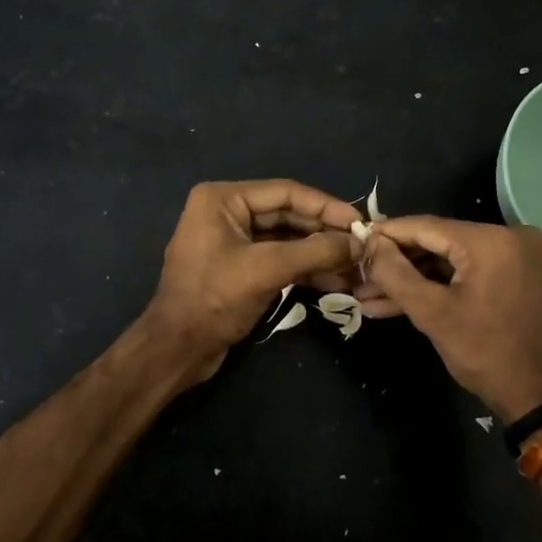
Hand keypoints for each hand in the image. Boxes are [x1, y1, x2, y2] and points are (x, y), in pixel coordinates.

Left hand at [145, 180, 361, 377]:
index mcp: (223, 199)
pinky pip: (279, 260)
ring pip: (287, 240)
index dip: (326, 206)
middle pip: (288, 214)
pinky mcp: (240, 268)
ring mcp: (233, 241)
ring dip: (320, 253)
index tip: (361, 222)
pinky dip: (306, 269)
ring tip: (357, 267)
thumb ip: (315, 252)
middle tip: (363, 246)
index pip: (286, 192)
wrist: (177, 349)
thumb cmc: (214, 299)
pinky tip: (337, 281)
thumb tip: (360, 243)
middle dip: (325, 232)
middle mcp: (227, 212)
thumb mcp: (267, 269)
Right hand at [360, 216, 541, 421]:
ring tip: (369, 295)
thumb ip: (395, 272)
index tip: (354, 239)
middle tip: (359, 275)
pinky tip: (398, 302)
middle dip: (396, 263)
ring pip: (450, 259)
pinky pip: (467, 271)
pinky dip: (438, 285)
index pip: (425, 226)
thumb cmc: (485, 353)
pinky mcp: (516, 275)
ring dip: (413, 278)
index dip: (386, 234)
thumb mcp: (432, 313)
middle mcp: (509, 236)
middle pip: (437, 242)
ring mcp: (516, 256)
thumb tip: (370, 243)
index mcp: (490, 240)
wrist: (541, 396)